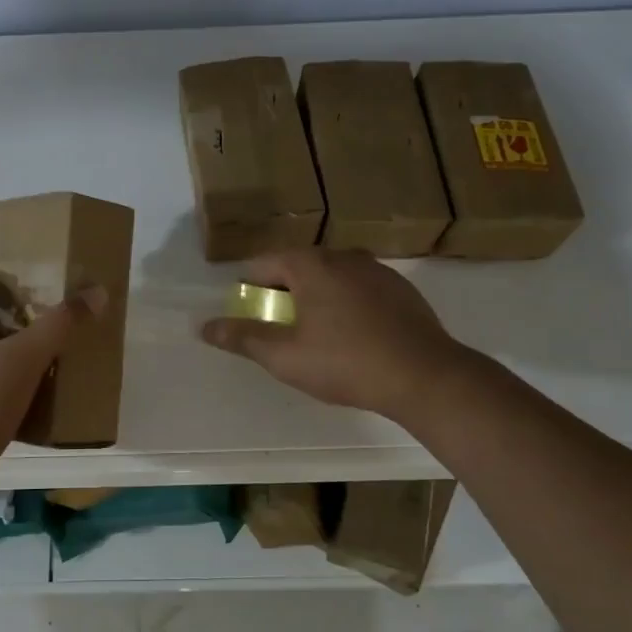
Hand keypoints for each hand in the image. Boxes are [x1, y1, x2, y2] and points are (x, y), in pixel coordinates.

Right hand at [200, 248, 468, 423]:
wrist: (426, 376)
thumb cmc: (346, 363)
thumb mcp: (285, 356)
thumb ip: (243, 338)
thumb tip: (205, 327)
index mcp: (311, 264)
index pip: (264, 264)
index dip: (248, 288)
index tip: (249, 315)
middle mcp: (343, 255)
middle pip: (297, 266)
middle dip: (282, 292)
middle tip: (279, 328)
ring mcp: (376, 269)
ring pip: (331, 276)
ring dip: (315, 297)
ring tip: (315, 334)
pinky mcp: (401, 288)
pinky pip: (359, 287)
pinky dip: (346, 302)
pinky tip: (353, 335)